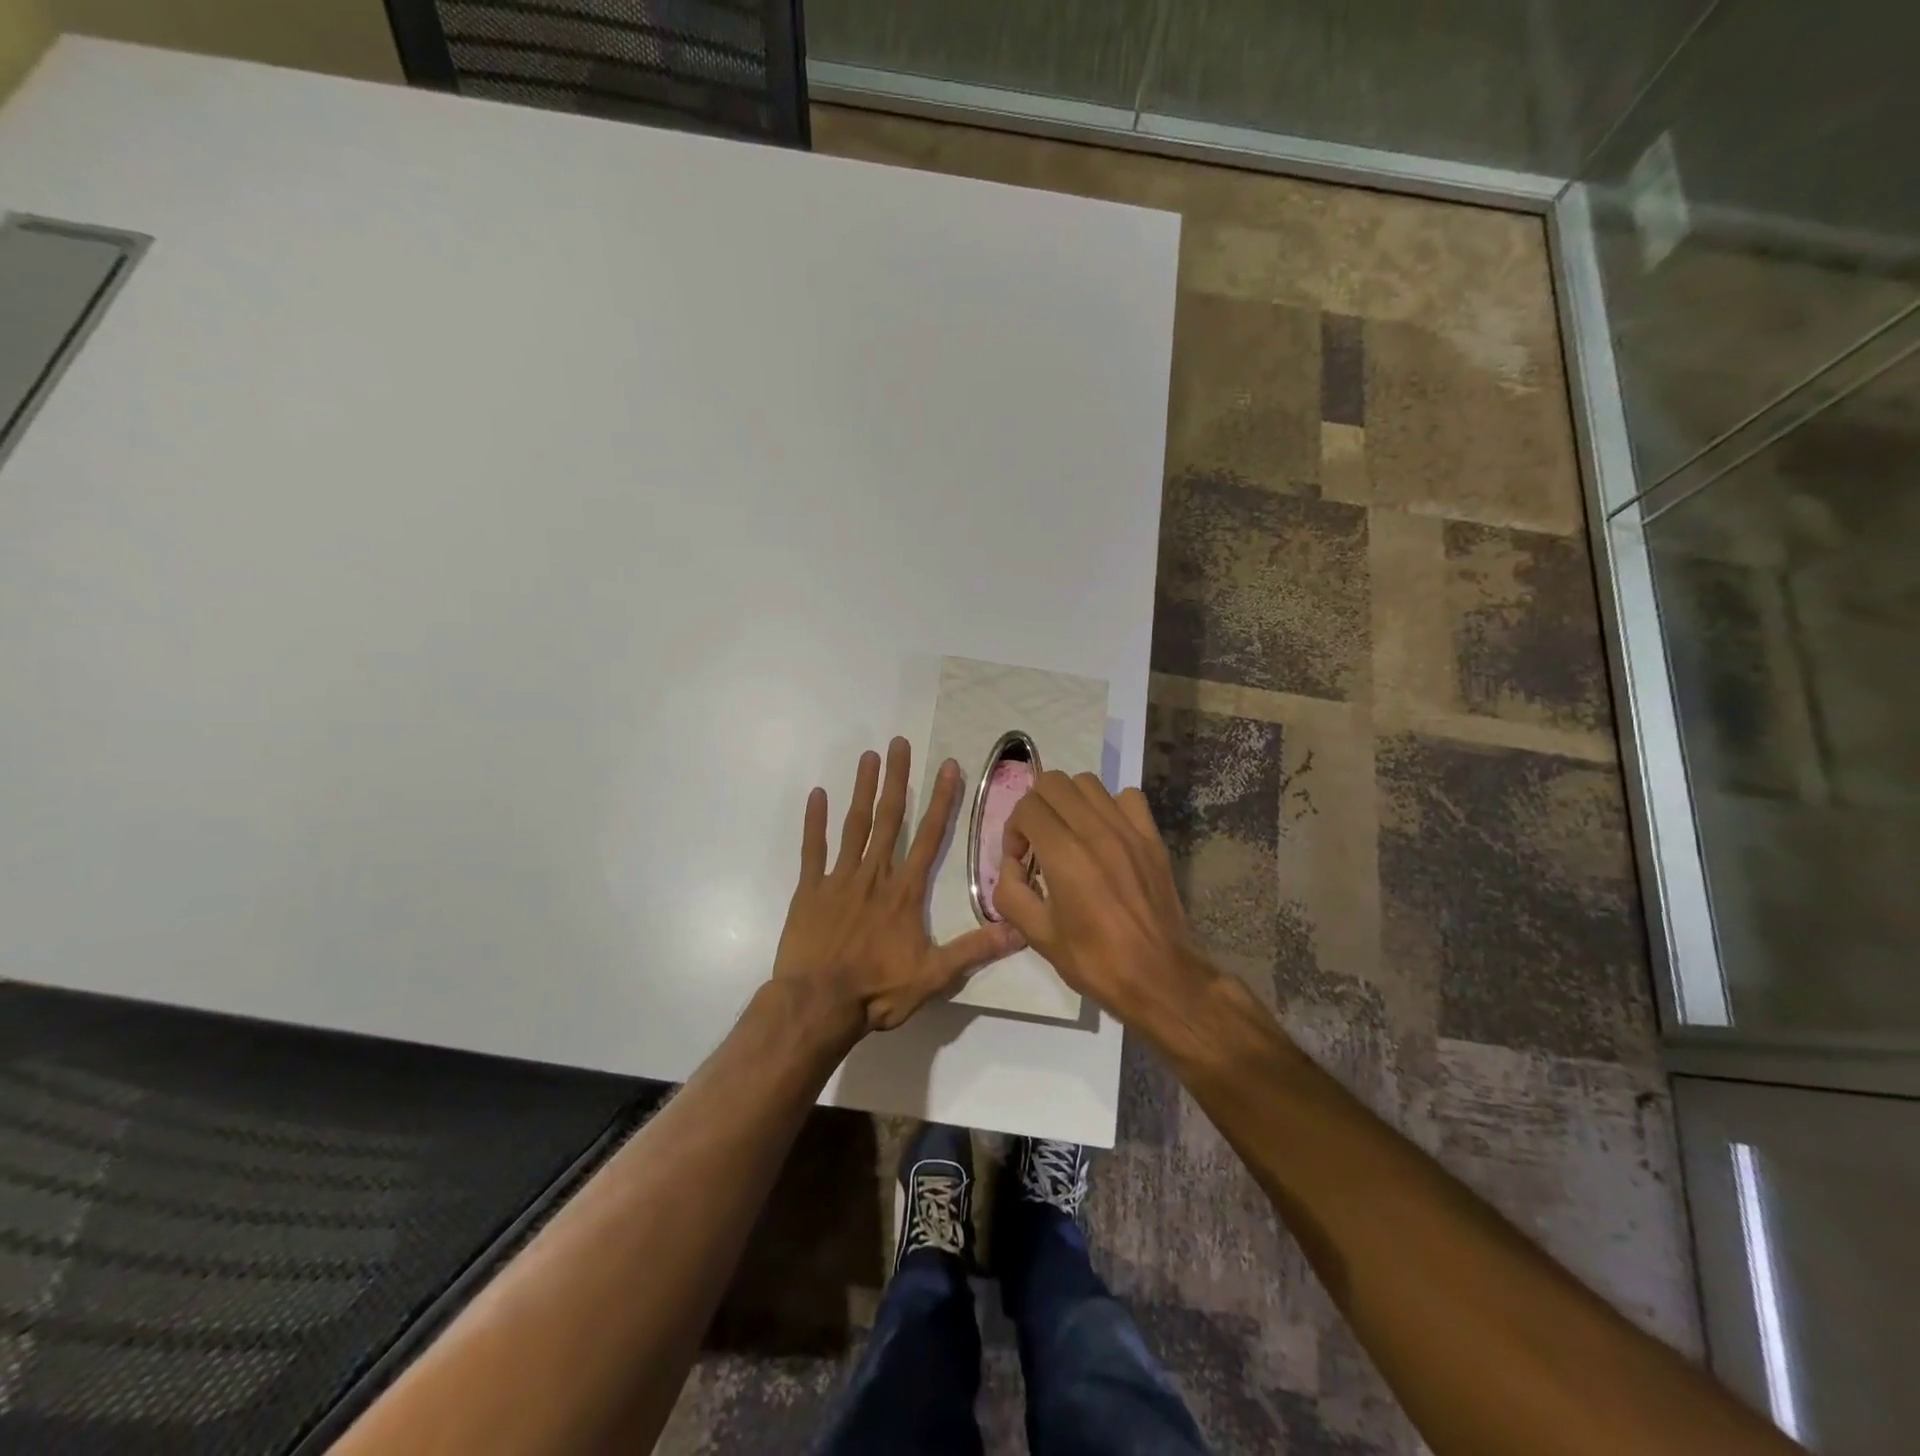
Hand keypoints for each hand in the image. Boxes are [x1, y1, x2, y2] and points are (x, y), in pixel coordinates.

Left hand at [772, 737, 1023, 1034]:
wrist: (817, 1005)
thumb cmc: (877, 991)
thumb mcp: (933, 976)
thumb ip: (974, 950)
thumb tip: (1019, 932)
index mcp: (905, 892)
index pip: (929, 837)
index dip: (941, 800)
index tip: (948, 767)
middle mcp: (875, 875)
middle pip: (889, 818)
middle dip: (897, 779)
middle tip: (899, 743)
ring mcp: (839, 879)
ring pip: (854, 825)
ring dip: (862, 789)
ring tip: (868, 757)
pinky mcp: (810, 890)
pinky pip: (813, 850)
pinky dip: (814, 822)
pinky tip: (816, 795)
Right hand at [992, 771, 1219, 1040]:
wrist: (1158, 977)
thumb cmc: (1094, 960)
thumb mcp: (1037, 935)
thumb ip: (1010, 892)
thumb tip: (1011, 865)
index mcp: (1065, 855)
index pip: (1027, 807)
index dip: (1013, 830)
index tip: (1020, 860)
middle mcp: (1096, 831)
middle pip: (1053, 783)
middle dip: (1036, 807)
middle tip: (1038, 840)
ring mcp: (1128, 830)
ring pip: (1088, 783)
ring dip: (1069, 801)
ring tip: (1069, 833)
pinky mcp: (1152, 838)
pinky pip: (1128, 797)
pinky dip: (1109, 806)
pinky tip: (1105, 834)